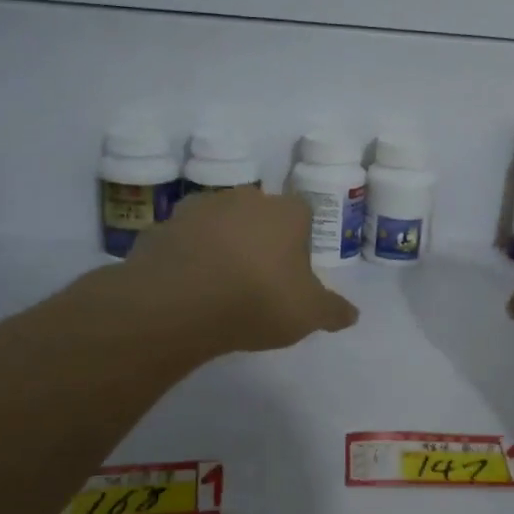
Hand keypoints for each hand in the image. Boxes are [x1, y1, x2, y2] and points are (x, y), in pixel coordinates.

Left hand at [87, 188, 358, 355]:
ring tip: (220, 284)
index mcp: (286, 212)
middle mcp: (244, 199)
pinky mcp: (161, 227)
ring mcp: (198, 209)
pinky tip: (188, 288)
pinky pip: (183, 242)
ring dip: (221, 244)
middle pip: (259, 214)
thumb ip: (333, 311)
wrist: (177, 304)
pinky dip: (187, 258)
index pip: (303, 213)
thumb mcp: (308, 314)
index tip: (295, 269)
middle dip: (260, 238)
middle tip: (260, 277)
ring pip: (219, 223)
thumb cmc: (258, 300)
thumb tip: (352, 315)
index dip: (300, 240)